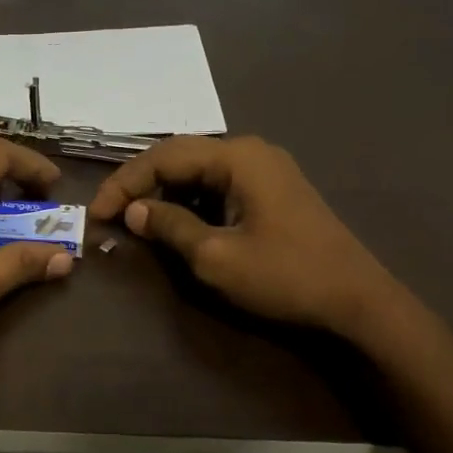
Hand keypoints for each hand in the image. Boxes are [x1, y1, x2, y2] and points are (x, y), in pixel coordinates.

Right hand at [89, 136, 390, 333]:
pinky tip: (176, 222)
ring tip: (137, 220)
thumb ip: (170, 227)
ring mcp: (266, 170)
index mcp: (237, 157)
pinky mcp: (273, 192)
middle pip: (180, 157)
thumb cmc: (284, 276)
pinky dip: (192, 201)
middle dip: (141, 185)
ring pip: (199, 171)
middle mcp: (251, 152)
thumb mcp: (216, 256)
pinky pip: (220, 186)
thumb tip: (134, 211)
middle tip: (111, 215)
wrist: (356, 300)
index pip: (163, 156)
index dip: (124, 183)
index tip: (96, 214)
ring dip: (165, 193)